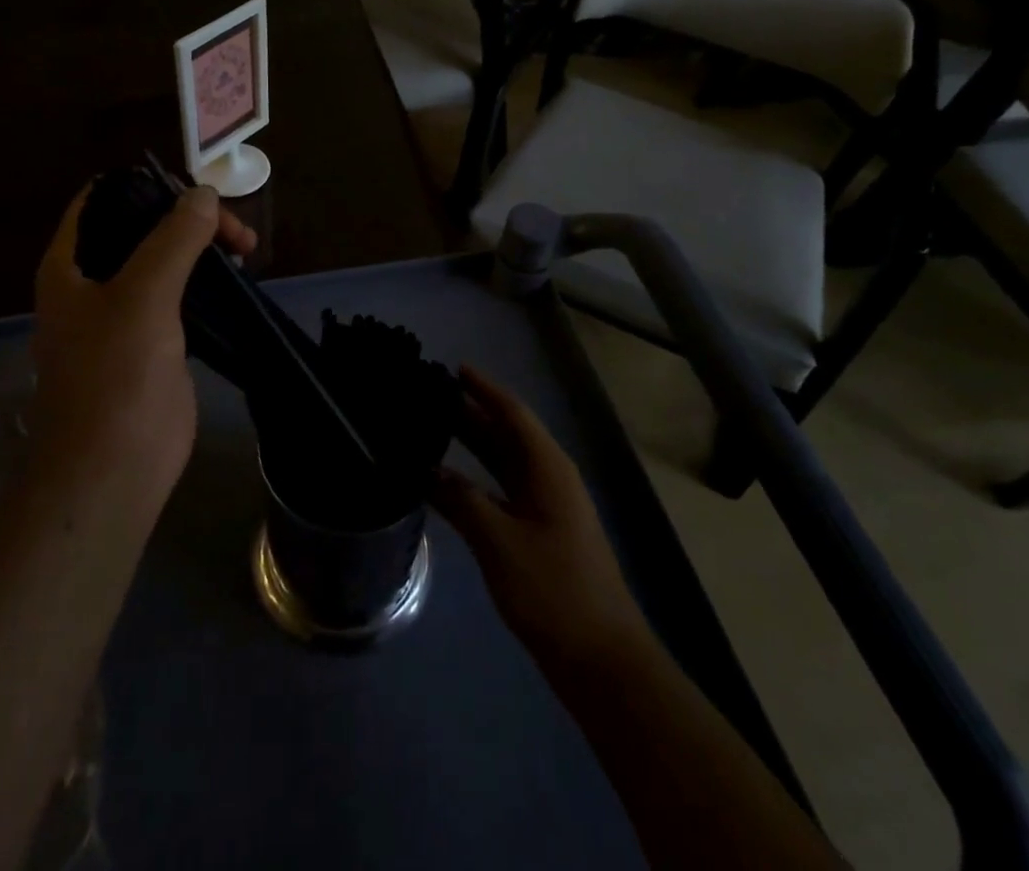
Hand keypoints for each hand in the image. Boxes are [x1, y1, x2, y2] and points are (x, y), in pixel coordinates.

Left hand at [31, 182, 256, 493]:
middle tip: (237, 233)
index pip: (102, 200)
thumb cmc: (115, 377)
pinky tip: (234, 280)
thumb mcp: (144, 297)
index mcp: (70, 266)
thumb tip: (205, 194)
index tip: (196, 192)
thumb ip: (173, 241)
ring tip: (244, 249)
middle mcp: (91, 283)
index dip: (146, 187)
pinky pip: (179, 297)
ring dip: (201, 249)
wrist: (112, 470)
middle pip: (140, 229)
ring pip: (163, 262)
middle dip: (188, 220)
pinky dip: (205, 282)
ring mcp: (121, 315)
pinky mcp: (151, 343)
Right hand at [432, 366, 647, 663]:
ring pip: (502, 463)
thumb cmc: (553, 590)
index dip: (483, 389)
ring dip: (471, 445)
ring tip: (430, 428)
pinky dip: (475, 480)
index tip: (452, 369)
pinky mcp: (538, 533)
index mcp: (547, 468)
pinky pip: (501, 491)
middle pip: (505, 434)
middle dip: (471, 413)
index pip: (512, 413)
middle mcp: (548, 478)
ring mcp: (545, 507)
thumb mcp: (500, 542)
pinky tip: (446, 483)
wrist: (601, 660)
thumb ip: (461, 500)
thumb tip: (427, 470)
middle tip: (428, 397)